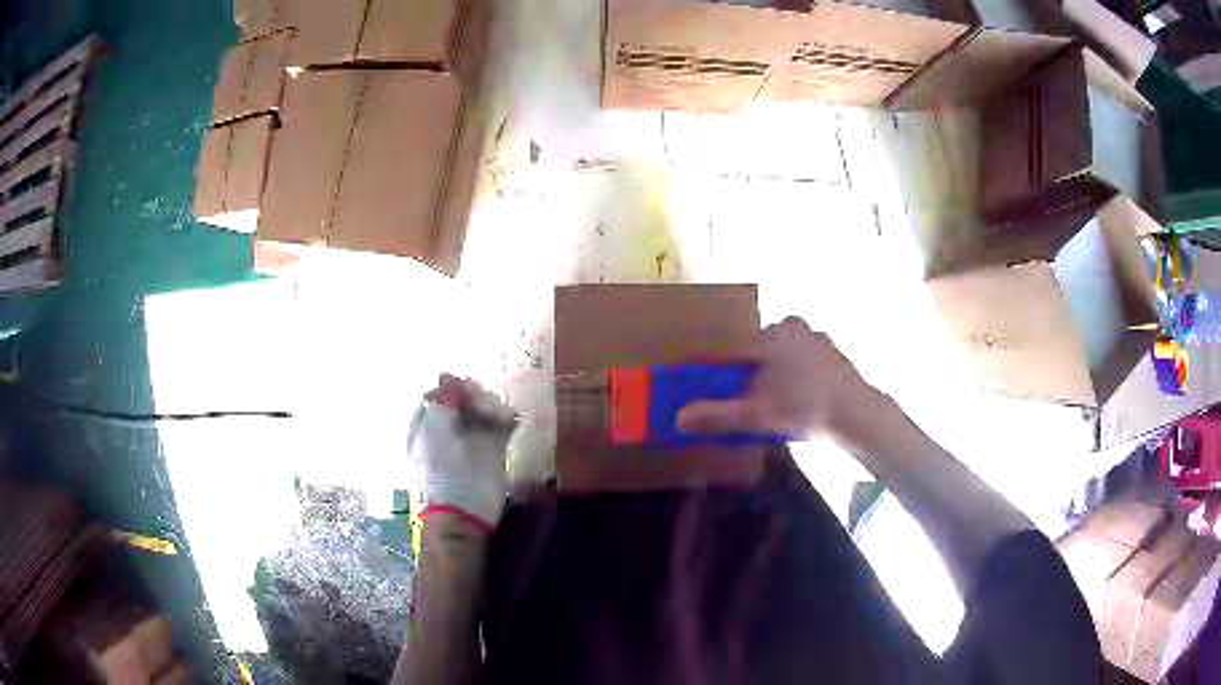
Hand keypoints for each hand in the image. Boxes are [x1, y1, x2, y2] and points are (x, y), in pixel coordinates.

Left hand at [408, 374, 516, 530]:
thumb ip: (442, 401)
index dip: (450, 387)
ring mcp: (473, 438)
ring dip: (491, 404)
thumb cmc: (442, 470)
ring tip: (495, 415)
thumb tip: (446, 377)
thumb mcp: (433, 430)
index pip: (439, 394)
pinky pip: (503, 422)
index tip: (460, 388)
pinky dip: (506, 416)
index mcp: (427, 424)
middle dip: (473, 394)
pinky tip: (508, 420)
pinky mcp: (494, 448)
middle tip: (479, 403)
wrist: (465, 508)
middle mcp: (450, 428)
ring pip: (485, 406)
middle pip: (463, 397)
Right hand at [676, 317, 874, 439]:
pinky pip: (800, 357)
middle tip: (744, 396)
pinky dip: (793, 372)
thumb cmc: (805, 407)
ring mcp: (814, 335)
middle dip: (747, 371)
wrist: (858, 412)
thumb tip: (678, 417)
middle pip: (756, 349)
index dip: (713, 368)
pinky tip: (797, 395)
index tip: (700, 380)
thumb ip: (717, 415)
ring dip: (772, 371)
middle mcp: (790, 326)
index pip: (730, 350)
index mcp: (769, 336)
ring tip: (772, 398)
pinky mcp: (831, 349)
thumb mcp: (757, 415)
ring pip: (780, 352)